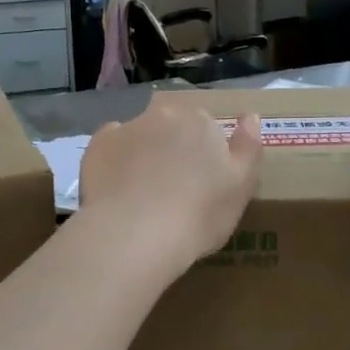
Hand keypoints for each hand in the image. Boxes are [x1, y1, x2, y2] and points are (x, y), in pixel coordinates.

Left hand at [77, 96, 262, 272]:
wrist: (135, 235)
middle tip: (173, 186)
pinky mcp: (97, 146)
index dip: (205, 154)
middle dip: (173, 147)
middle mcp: (164, 114)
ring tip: (142, 193)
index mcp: (201, 122)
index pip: (207, 128)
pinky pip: (111, 147)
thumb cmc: (198, 215)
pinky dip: (115, 161)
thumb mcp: (241, 187)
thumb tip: (251, 116)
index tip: (202, 182)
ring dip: (144, 153)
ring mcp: (127, 127)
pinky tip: (118, 188)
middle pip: (172, 126)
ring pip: (141, 135)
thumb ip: (249, 147)